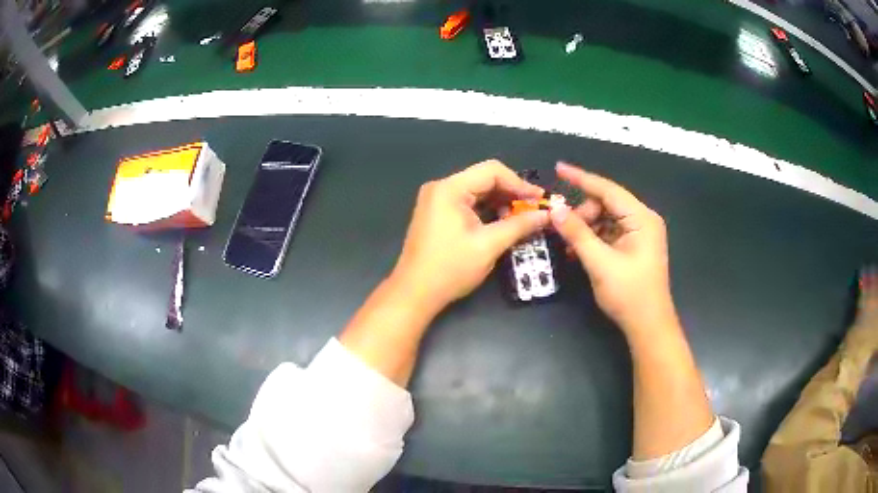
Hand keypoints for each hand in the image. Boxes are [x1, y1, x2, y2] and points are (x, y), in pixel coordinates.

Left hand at [390, 160, 548, 313]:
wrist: (415, 293)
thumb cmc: (450, 269)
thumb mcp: (489, 245)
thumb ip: (519, 226)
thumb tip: (546, 214)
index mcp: (450, 188)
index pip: (492, 171)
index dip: (520, 183)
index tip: (540, 199)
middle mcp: (441, 187)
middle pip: (484, 179)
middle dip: (511, 193)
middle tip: (534, 209)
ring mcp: (436, 200)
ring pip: (477, 191)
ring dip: (500, 202)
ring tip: (521, 218)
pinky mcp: (437, 213)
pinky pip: (467, 203)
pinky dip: (486, 210)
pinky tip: (502, 222)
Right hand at [549, 162, 675, 337]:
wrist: (648, 326)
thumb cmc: (629, 294)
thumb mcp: (600, 263)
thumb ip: (577, 233)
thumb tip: (555, 210)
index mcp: (641, 218)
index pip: (607, 189)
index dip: (581, 178)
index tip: (559, 168)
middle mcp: (643, 220)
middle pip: (606, 204)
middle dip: (583, 214)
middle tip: (562, 230)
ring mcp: (640, 234)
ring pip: (606, 219)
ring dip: (586, 229)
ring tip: (569, 246)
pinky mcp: (635, 246)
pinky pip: (610, 233)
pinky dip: (594, 239)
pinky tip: (579, 252)